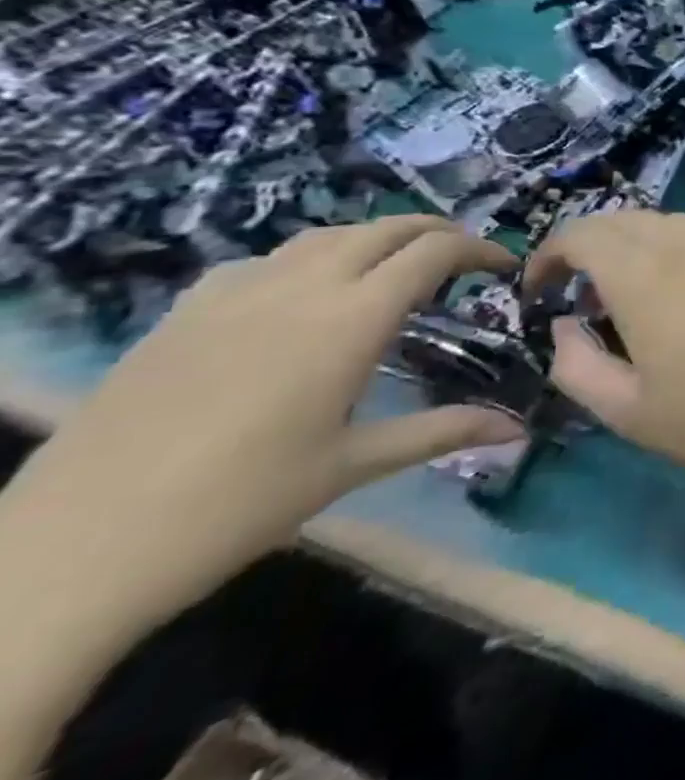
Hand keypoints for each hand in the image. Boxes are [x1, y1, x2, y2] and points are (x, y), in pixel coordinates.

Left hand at [0, 217, 521, 636]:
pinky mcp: (185, 312)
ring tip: (393, 268)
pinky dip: (308, 259)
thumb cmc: (235, 507)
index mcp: (351, 319)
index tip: (503, 266)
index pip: (433, 254)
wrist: (68, 551)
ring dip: (375, 239)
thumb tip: (521, 429)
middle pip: (385, 228)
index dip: (478, 250)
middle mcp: (301, 287)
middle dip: (435, 233)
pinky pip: (265, 260)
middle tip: (462, 259)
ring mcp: (235, 293)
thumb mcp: (351, 467)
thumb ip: (442, 432)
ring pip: (325, 235)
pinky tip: (302, 295)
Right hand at [526, 210, 684, 499]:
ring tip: (646, 301)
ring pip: (675, 225)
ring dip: (644, 249)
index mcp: (648, 273)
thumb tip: (566, 326)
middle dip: (594, 248)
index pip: (584, 233)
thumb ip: (578, 365)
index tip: (541, 292)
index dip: (550, 255)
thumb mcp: (632, 413)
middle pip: (628, 220)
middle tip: (588, 299)